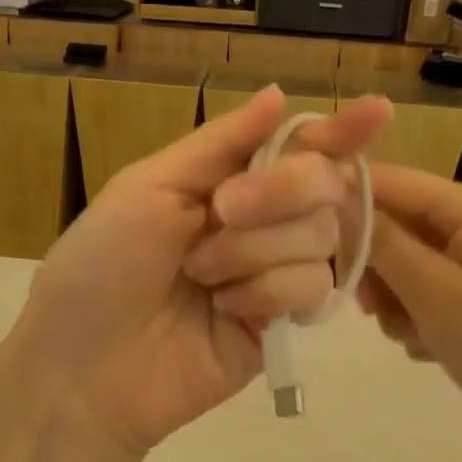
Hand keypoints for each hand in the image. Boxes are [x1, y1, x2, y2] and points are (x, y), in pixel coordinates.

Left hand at [9, 86, 392, 454]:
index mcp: (224, 179)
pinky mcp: (282, 320)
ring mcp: (273, 270)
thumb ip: (221, 143)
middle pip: (322, 184)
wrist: (84, 366)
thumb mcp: (149, 186)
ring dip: (255, 250)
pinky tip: (224, 309)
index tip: (377, 110)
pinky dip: (266, 292)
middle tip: (223, 210)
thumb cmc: (101, 262)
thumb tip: (279, 94)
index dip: (338, 129)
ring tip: (200, 276)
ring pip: (320, 235)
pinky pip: (312, 287)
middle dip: (279, 191)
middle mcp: (258, 219)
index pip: (296, 145)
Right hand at [356, 164, 461, 450]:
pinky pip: (418, 283)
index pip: (390, 180)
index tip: (313, 243)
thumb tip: (334, 198)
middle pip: (393, 221)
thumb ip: (382, 243)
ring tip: (411, 333)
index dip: (346, 203)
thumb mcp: (434, 293)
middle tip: (371, 308)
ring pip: (400, 258)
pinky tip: (427, 342)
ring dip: (392, 297)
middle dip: (376, 266)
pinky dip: (412, 312)